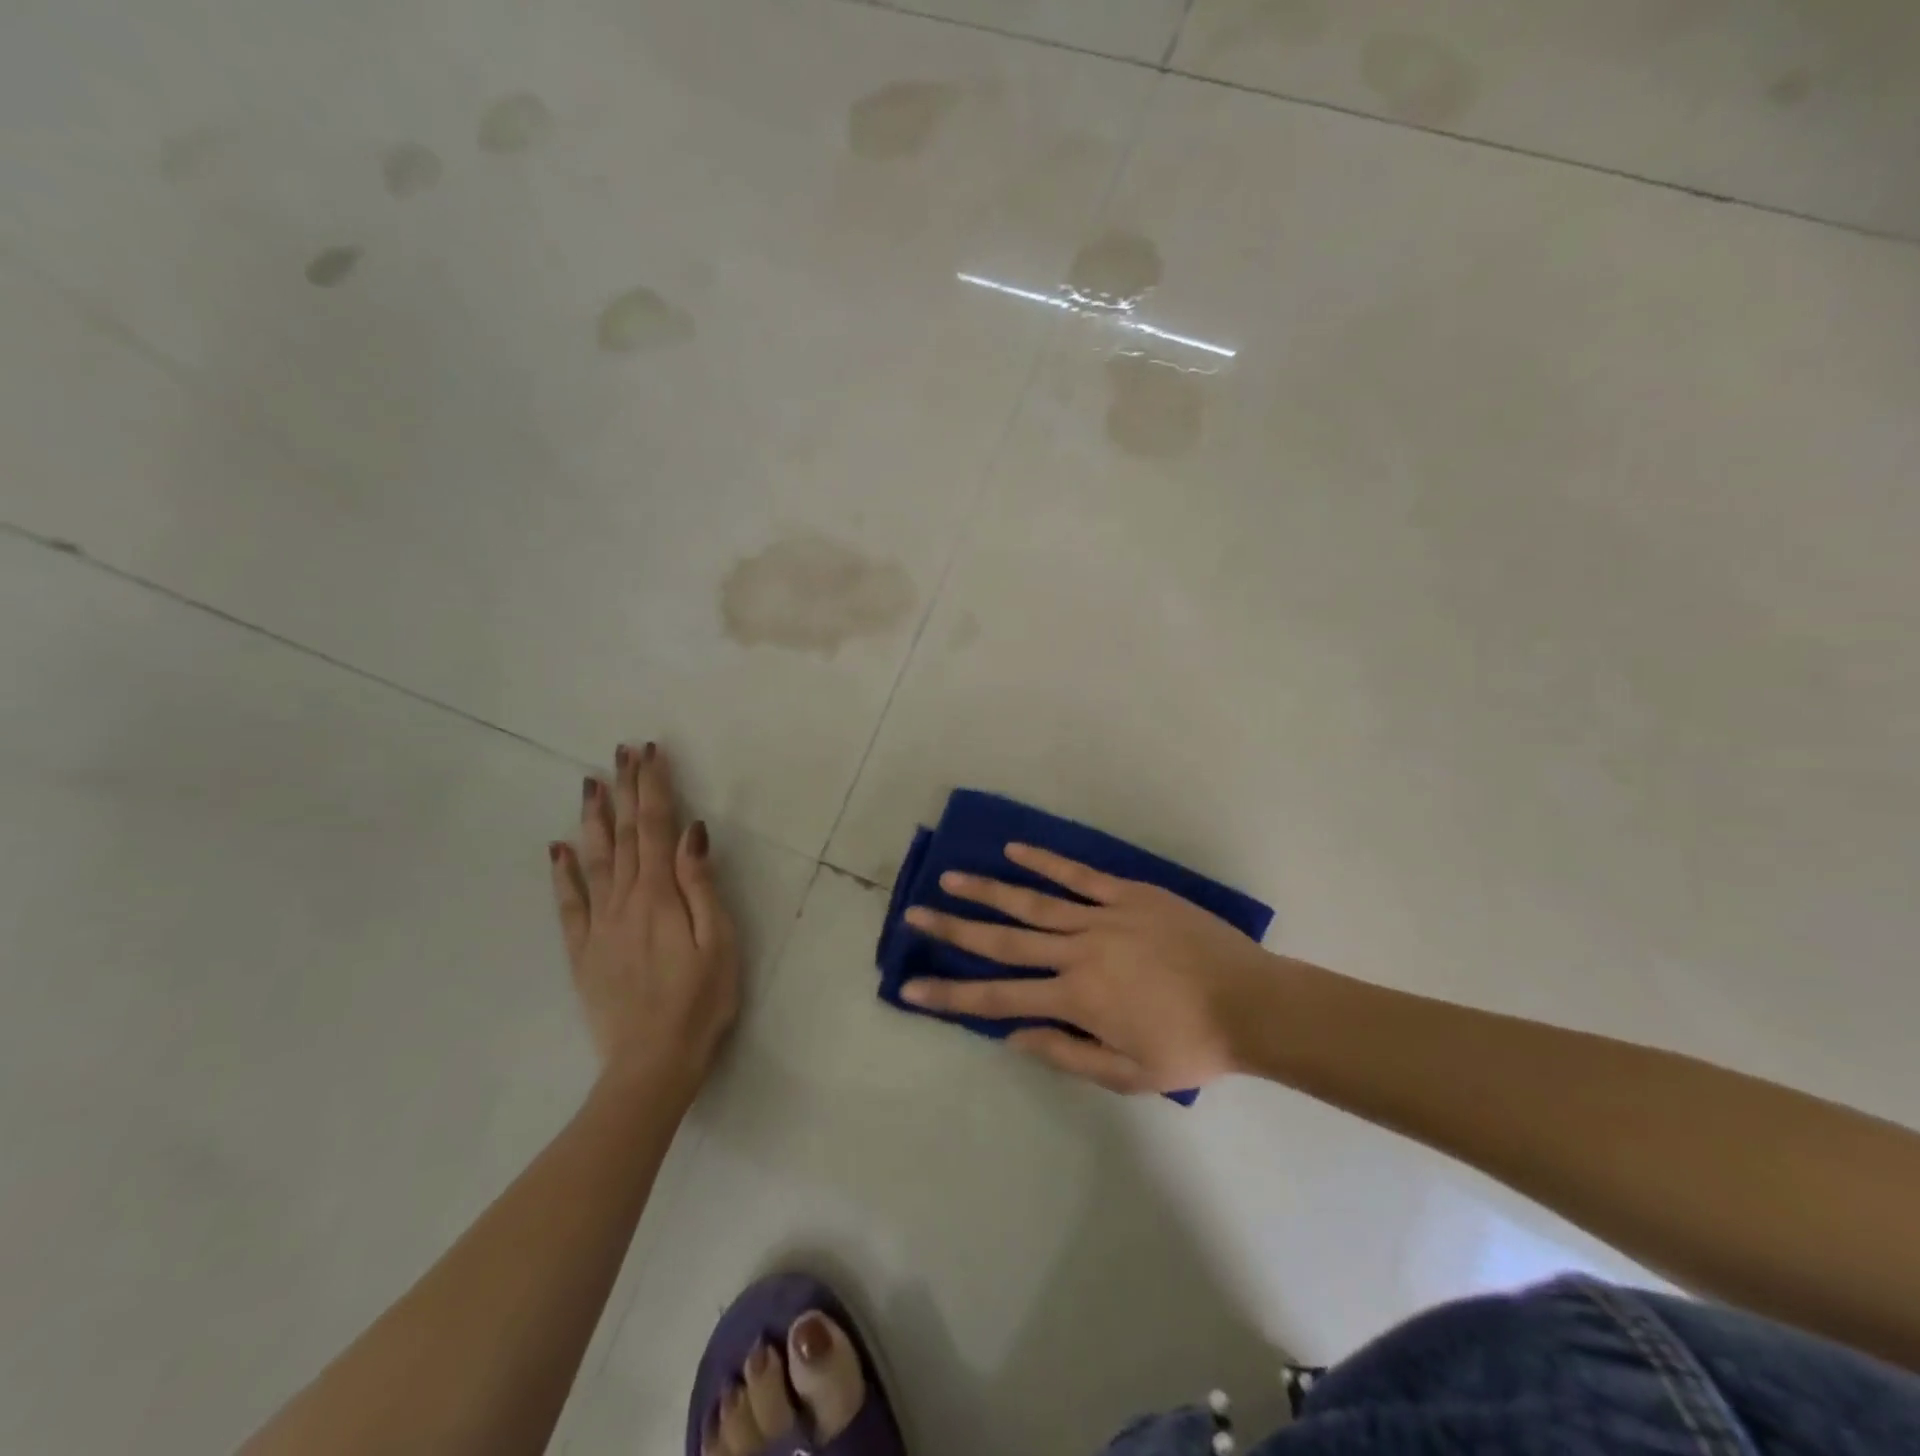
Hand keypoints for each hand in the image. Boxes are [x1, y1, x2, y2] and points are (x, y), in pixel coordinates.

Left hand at [550, 743, 739, 1096]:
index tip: (650, 752)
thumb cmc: (701, 1002)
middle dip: (625, 790)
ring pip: (594, 860)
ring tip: (590, 784)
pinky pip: (569, 904)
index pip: (655, 827)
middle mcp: (624, 900)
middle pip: (624, 835)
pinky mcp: (584, 952)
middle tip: (621, 751)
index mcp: (660, 895)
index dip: (653, 787)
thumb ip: (701, 886)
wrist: (652, 1064)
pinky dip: (562, 873)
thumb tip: (691, 832)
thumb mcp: (720, 943)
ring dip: (592, 819)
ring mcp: (599, 926)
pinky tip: (557, 849)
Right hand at [900, 844, 1297, 1093]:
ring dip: (988, 890)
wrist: (1251, 1003)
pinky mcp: (1128, 894)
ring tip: (950, 878)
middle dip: (953, 929)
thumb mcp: (1127, 1074)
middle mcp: (1077, 952)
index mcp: (1075, 999)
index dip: (950, 995)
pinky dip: (1044, 862)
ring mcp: (1102, 916)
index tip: (910, 987)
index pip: (997, 998)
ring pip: (1032, 900)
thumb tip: (1013, 1036)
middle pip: (1002, 939)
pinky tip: (1015, 849)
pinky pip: (1078, 875)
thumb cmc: (1190, 1047)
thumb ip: (1066, 1054)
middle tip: (914, 915)